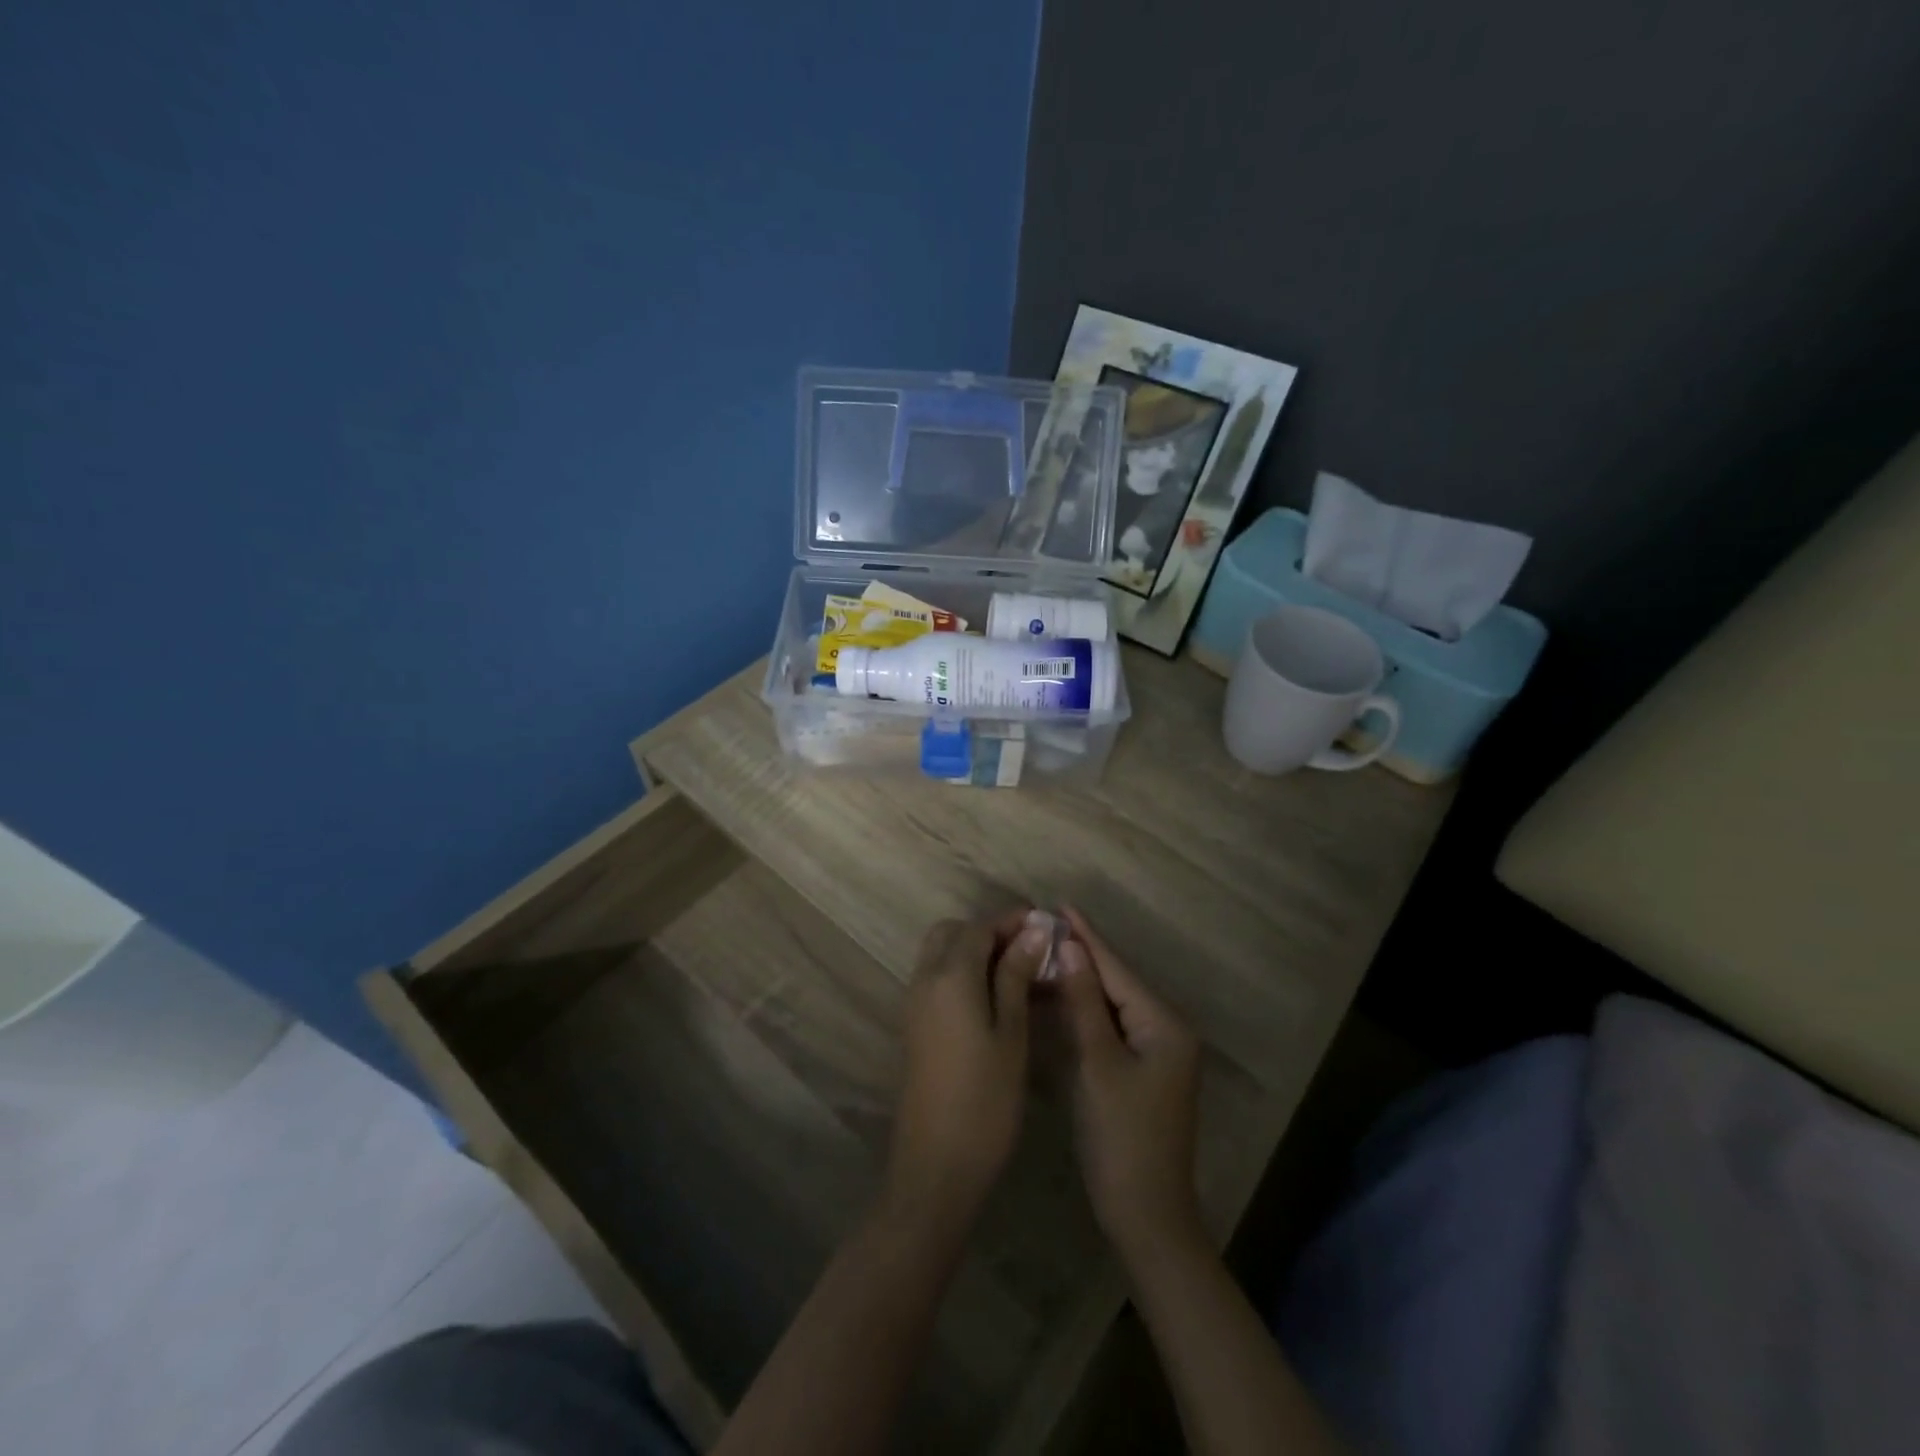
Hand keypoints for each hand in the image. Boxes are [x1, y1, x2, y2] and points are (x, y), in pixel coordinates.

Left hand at [886, 911, 1050, 1222]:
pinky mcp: (915, 1026)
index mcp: (950, 976)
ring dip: (975, 952)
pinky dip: (963, 974)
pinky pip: (937, 979)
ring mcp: (915, 1003)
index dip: (1012, 920)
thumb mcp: (1012, 1034)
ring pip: (941, 954)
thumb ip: (1016, 976)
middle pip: (953, 933)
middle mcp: (925, 980)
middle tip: (1030, 950)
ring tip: (1019, 974)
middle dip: (989, 931)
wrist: (935, 1165)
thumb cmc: (985, 1099)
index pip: (979, 927)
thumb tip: (1032, 931)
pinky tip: (996, 999)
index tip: (1046, 925)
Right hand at [1055, 906, 1204, 1260]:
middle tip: (1045, 925)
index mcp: (1164, 1023)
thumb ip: (1084, 1002)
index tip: (1060, 904)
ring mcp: (1157, 1051)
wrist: (1146, 1214)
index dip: (1087, 936)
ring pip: (1113, 1003)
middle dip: (1083, 953)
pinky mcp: (1143, 1069)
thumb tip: (1069, 947)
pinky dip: (1086, 1008)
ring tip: (1046, 949)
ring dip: (1082, 979)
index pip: (1117, 969)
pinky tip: (1061, 994)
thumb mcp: (1098, 1064)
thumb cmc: (1122, 1137)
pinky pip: (1112, 1024)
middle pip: (1118, 981)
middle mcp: (1167, 1029)